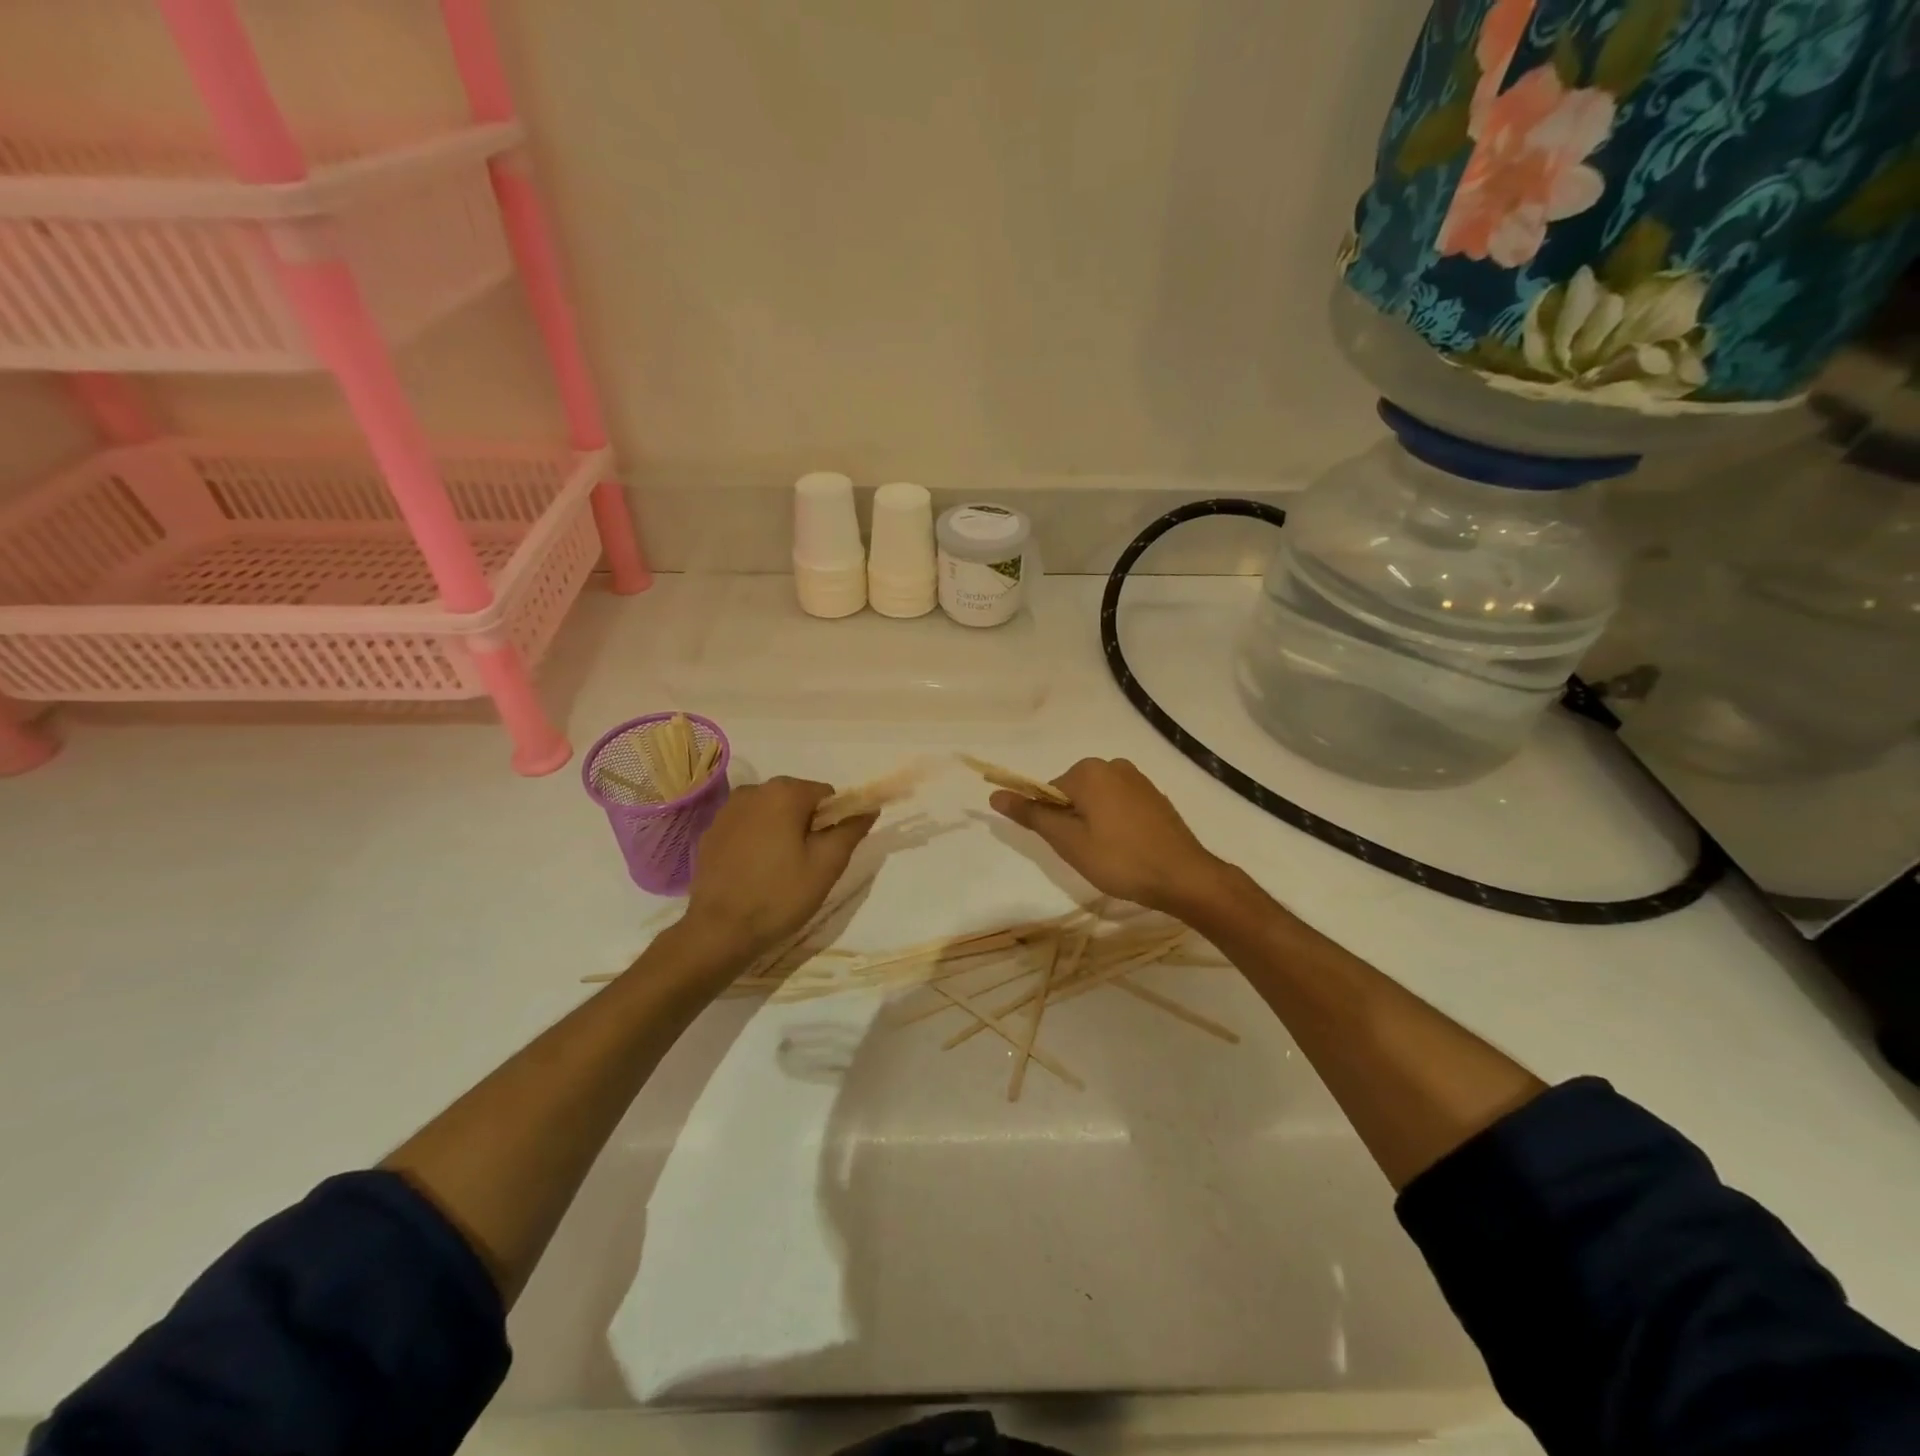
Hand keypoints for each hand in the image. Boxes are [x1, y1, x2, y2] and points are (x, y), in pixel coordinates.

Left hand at [681, 777, 876, 960]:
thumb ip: (851, 830)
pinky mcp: (711, 832)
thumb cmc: (779, 894)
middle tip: (806, 865)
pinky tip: (755, 872)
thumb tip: (869, 808)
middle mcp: (753, 790)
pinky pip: (747, 827)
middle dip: (807, 826)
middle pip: (797, 800)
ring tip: (779, 870)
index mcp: (784, 792)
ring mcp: (727, 810)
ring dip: (781, 832)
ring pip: (771, 813)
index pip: (826, 794)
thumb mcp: (827, 865)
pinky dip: (757, 841)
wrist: (718, 930)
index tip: (827, 853)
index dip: (834, 822)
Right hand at [989, 757, 1231, 919]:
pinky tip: (1127, 849)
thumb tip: (996, 794)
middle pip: (1073, 793)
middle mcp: (1113, 765)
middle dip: (1072, 822)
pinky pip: (1120, 805)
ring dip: (1093, 824)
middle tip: (1086, 854)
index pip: (1048, 792)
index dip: (1050, 822)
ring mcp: (1138, 779)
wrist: (1184, 876)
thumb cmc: (1120, 860)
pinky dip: (1115, 824)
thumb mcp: (1068, 841)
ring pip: (1097, 801)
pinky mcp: (1154, 796)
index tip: (1065, 847)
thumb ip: (1032, 815)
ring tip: (1108, 855)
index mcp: (1089, 771)